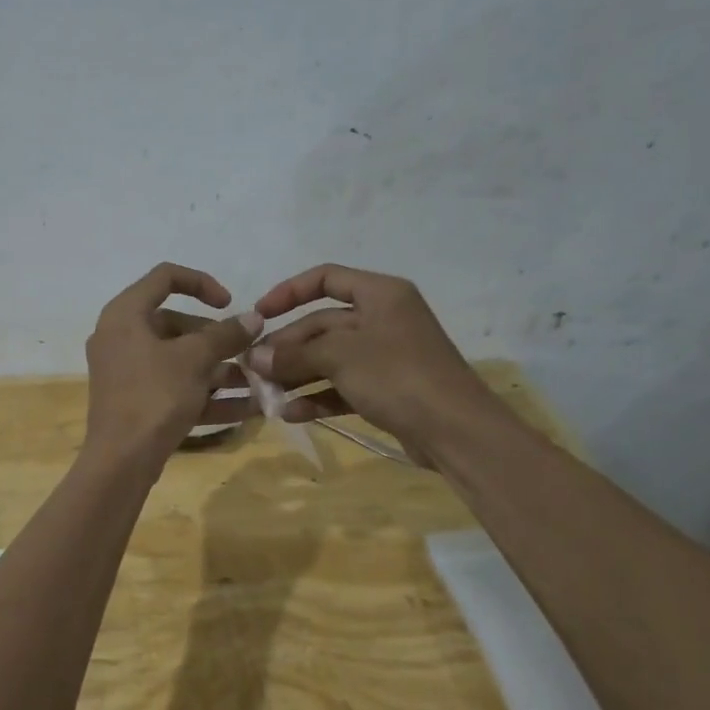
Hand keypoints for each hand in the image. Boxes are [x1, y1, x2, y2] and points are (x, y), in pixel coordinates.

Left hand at [84, 264, 262, 465]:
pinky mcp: (136, 401)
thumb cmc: (155, 396)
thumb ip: (225, 334)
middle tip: (247, 353)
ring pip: (179, 359)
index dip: (202, 283)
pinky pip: (175, 387)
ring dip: (219, 369)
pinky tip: (247, 408)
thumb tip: (253, 318)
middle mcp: (121, 337)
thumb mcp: (195, 360)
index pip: (165, 277)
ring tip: (257, 382)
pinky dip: (206, 394)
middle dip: (217, 339)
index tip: (230, 304)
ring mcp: (126, 371)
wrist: (121, 460)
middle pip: (176, 323)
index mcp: (125, 314)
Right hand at [247, 265, 506, 466]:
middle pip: (322, 324)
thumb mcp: (340, 357)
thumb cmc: (398, 376)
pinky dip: (317, 396)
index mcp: (380, 294)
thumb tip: (254, 358)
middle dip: (287, 347)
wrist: (456, 431)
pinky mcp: (386, 390)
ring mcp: (385, 356)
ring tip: (265, 394)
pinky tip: (290, 413)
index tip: (259, 315)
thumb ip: (293, 355)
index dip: (288, 292)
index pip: (326, 278)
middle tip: (253, 368)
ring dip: (296, 375)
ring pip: (329, 358)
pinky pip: (342, 386)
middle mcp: (383, 319)